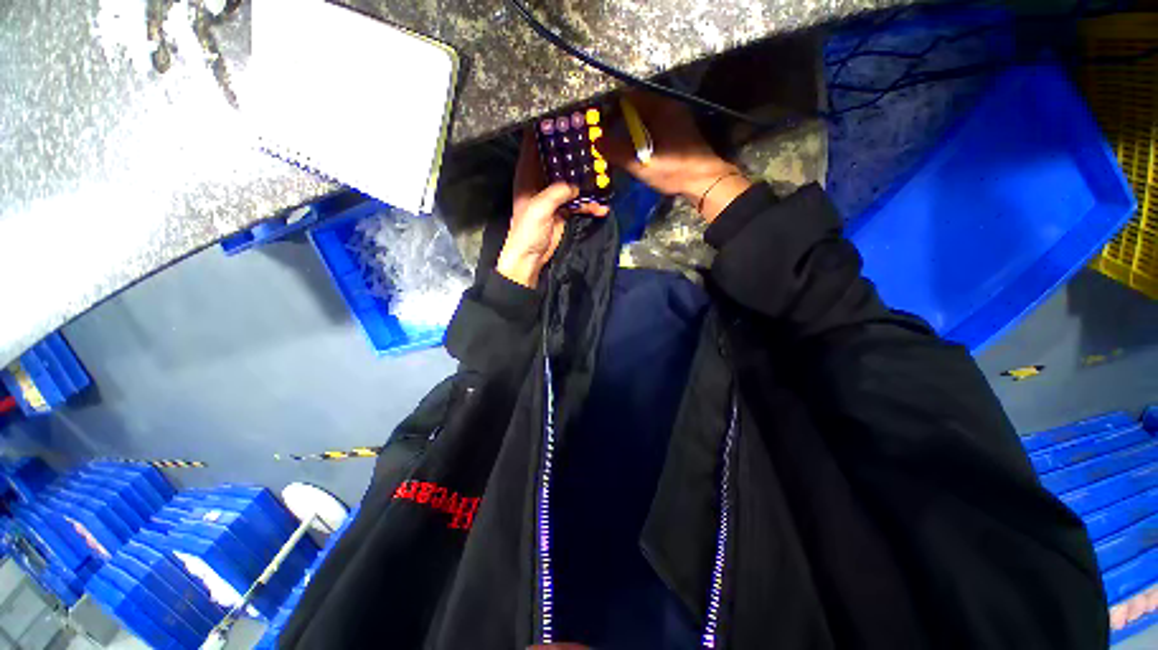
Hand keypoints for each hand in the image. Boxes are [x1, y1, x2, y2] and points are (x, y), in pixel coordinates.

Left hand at [497, 130, 608, 288]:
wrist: (530, 258)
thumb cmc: (527, 232)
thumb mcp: (539, 208)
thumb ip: (557, 192)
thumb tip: (576, 185)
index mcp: (528, 175)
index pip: (535, 144)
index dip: (547, 129)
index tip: (565, 116)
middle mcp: (541, 181)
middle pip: (558, 159)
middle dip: (574, 151)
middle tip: (593, 141)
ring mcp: (553, 196)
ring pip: (572, 180)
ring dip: (587, 180)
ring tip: (604, 175)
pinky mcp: (563, 210)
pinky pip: (579, 203)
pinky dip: (590, 205)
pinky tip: (602, 208)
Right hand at [602, 92, 751, 222]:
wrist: (704, 181)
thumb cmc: (672, 169)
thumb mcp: (640, 162)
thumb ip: (616, 151)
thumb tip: (596, 141)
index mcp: (660, 108)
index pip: (628, 97)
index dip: (611, 109)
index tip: (600, 126)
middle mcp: (668, 107)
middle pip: (636, 108)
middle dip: (620, 122)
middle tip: (608, 140)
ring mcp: (676, 119)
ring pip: (645, 119)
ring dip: (631, 131)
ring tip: (619, 148)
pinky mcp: (679, 133)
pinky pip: (654, 128)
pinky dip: (642, 136)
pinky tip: (637, 152)